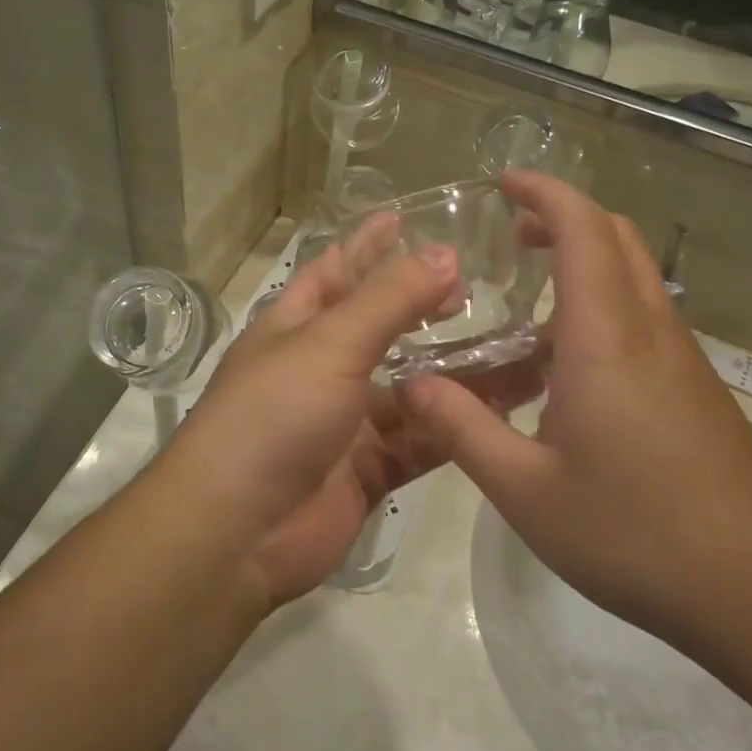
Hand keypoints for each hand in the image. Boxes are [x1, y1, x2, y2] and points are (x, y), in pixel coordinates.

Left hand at [164, 216, 540, 608]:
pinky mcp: (371, 468)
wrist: (237, 534)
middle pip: (382, 327)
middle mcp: (322, 367)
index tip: (405, 216)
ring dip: (455, 369)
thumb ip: (389, 299)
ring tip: (514, 345)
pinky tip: (503, 408)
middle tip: (479, 285)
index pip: (336, 271)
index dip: (367, 244)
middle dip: (424, 306)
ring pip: (412, 386)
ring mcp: (347, 421)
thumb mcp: (330, 344)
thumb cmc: (274, 416)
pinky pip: (422, 438)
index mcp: (296, 326)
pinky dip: (456, 424)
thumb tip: (445, 252)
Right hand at [405, 172, 751, 643]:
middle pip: (615, 235)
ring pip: (635, 271)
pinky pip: (645, 312)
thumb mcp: (526, 490)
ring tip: (531, 288)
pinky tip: (569, 357)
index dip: (544, 193)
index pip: (582, 229)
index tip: (504, 182)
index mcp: (605, 336)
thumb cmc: (635, 533)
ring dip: (586, 254)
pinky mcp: (695, 384)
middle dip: (563, 215)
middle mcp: (649, 328)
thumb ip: (462, 429)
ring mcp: (680, 356)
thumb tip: (411, 384)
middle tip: (513, 231)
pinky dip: (603, 296)